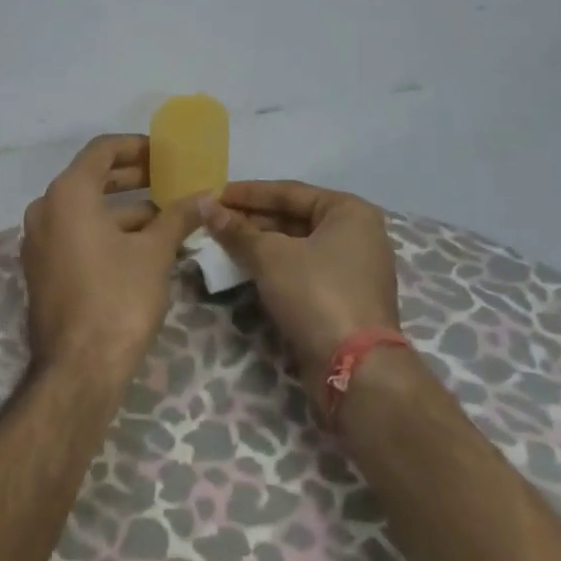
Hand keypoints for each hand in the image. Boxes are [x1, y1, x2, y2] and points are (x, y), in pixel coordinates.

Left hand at [20, 135, 203, 385]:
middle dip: (133, 177)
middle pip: (92, 178)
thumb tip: (206, 195)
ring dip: (125, 209)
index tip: (165, 153)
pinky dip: (107, 231)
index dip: (136, 146)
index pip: (101, 150)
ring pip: (86, 210)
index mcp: (68, 194)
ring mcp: (40, 240)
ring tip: (168, 216)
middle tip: (169, 180)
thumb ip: (178, 217)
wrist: (78, 369)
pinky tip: (144, 245)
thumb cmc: (118, 299)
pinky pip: (76, 234)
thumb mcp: (154, 253)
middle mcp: (46, 209)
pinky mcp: (43, 268)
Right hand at [201, 180, 401, 400]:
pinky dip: (274, 267)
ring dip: (260, 244)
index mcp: (348, 211)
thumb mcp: (270, 256)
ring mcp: (352, 269)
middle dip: (252, 219)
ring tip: (222, 242)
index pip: (288, 191)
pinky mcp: (343, 298)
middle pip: (293, 217)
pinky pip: (302, 270)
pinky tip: (245, 267)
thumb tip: (204, 204)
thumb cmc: (316, 293)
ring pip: (296, 246)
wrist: (355, 369)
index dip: (248, 193)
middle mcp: (357, 234)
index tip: (214, 195)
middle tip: (213, 220)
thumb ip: (236, 230)